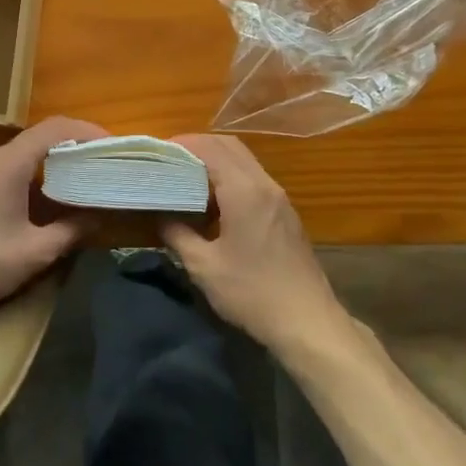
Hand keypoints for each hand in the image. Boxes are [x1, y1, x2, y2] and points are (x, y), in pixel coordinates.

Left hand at [0, 115, 107, 320]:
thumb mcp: (36, 252)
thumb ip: (72, 230)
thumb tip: (98, 215)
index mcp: (10, 163)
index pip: (55, 128)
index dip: (87, 131)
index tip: (112, 146)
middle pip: (40, 138)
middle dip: (74, 146)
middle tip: (102, 163)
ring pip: (24, 155)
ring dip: (53, 163)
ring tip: (80, 181)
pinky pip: (9, 170)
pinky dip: (34, 176)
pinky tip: (45, 201)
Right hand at [162, 134, 347, 354]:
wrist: (307, 321)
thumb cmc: (252, 293)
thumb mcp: (205, 267)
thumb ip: (179, 235)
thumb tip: (163, 216)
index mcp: (244, 191)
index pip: (211, 148)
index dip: (184, 144)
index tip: (159, 150)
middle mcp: (264, 185)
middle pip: (230, 146)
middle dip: (199, 146)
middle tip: (171, 159)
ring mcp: (279, 198)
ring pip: (245, 161)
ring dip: (217, 160)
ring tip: (188, 177)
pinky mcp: (286, 213)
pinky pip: (255, 178)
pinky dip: (232, 176)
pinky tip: (215, 200)